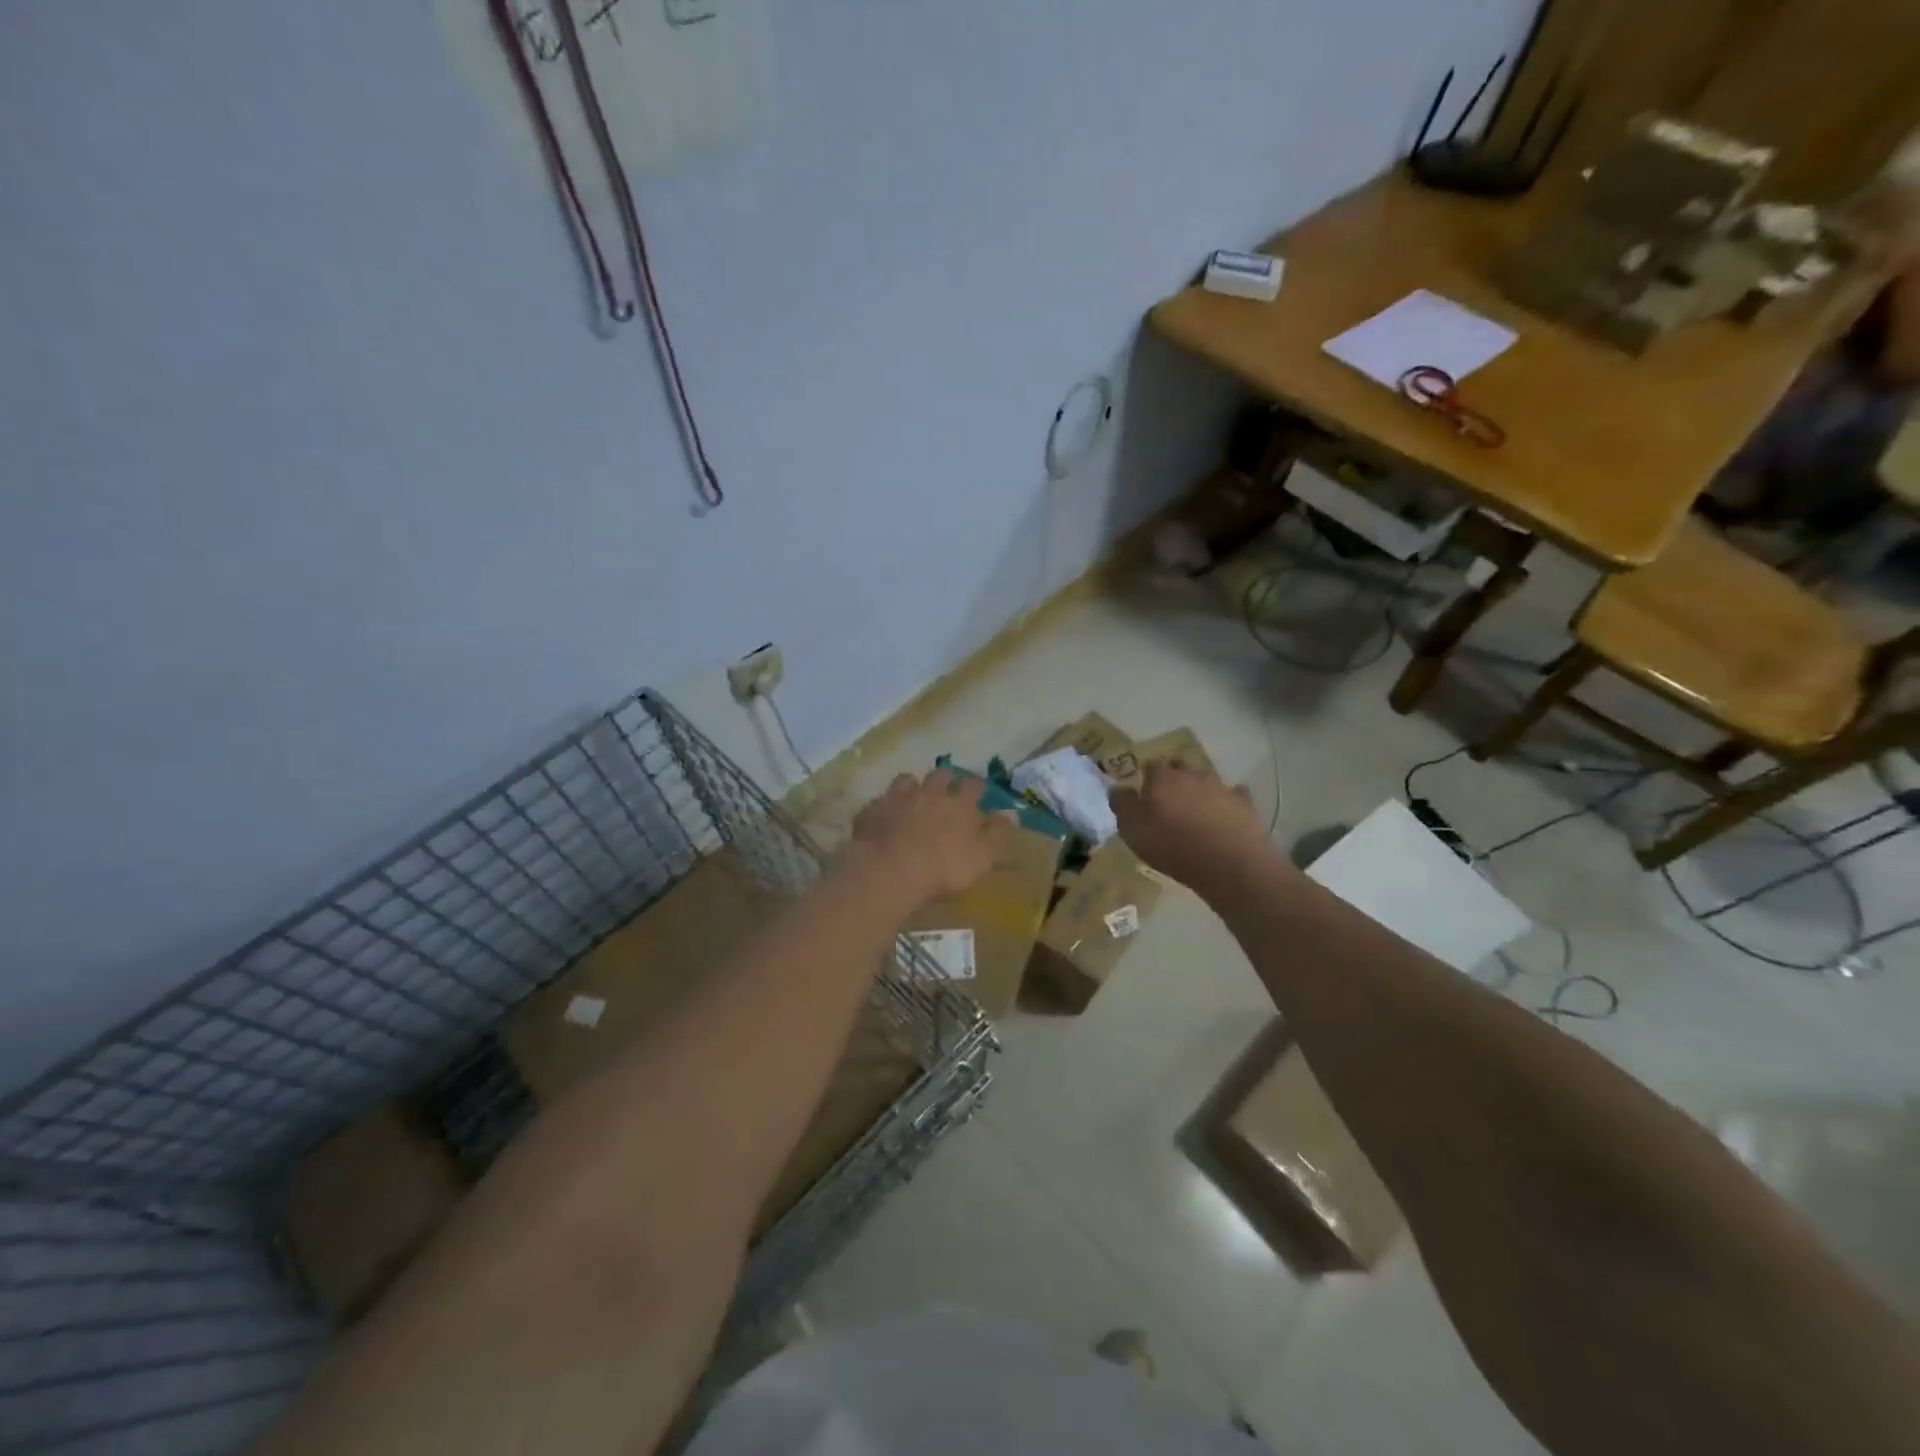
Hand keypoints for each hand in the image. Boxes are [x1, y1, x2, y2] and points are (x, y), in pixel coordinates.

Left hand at [848, 769, 1015, 903]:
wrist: (891, 869)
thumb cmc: (944, 866)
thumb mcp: (982, 855)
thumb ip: (998, 833)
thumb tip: (1012, 813)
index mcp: (959, 803)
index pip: (973, 785)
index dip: (977, 786)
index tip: (980, 790)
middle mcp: (930, 792)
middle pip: (940, 775)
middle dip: (945, 779)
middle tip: (947, 788)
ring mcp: (898, 798)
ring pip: (907, 781)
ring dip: (912, 786)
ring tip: (913, 796)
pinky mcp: (873, 810)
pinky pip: (880, 802)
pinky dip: (885, 806)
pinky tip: (885, 816)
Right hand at [1110, 762, 1270, 889]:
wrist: (1229, 863)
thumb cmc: (1173, 846)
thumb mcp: (1132, 830)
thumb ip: (1122, 805)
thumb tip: (1117, 788)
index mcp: (1162, 778)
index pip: (1150, 766)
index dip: (1146, 779)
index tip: (1144, 794)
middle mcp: (1192, 774)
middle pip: (1180, 768)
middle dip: (1174, 779)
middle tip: (1169, 802)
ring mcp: (1222, 787)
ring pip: (1206, 780)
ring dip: (1200, 791)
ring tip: (1196, 812)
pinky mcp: (1245, 804)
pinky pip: (1234, 796)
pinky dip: (1227, 803)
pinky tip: (1225, 817)